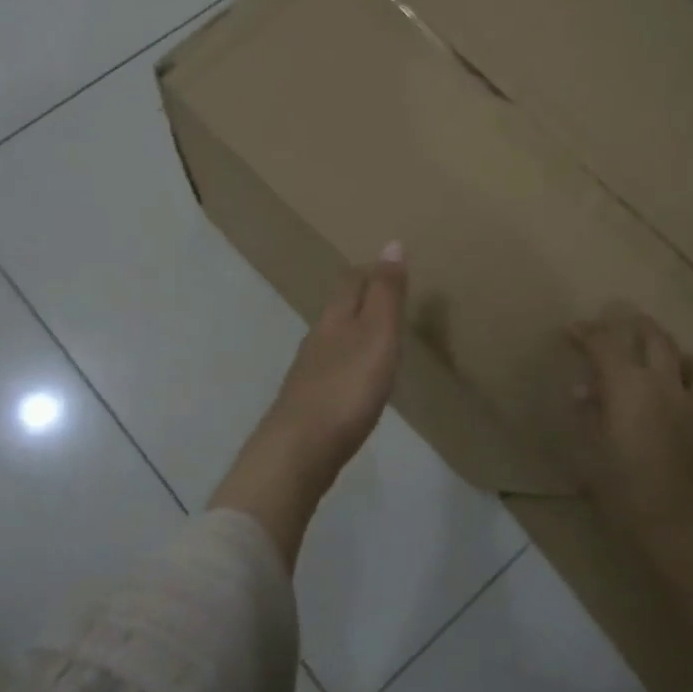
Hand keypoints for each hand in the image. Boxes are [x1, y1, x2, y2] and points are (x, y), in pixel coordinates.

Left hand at [255, 243, 407, 489]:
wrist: (300, 448)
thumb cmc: (347, 386)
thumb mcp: (377, 334)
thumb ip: (386, 293)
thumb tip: (391, 243)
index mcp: (335, 317)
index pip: (352, 281)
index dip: (372, 271)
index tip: (392, 269)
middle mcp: (317, 337)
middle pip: (340, 308)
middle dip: (362, 299)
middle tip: (390, 300)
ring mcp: (309, 371)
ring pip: (334, 339)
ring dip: (355, 332)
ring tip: (379, 338)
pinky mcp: (309, 401)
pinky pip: (333, 369)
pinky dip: (349, 364)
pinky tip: (358, 380)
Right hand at [566, 306, 692, 537]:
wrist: (686, 536)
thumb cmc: (626, 496)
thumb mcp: (591, 455)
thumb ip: (589, 417)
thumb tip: (584, 393)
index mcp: (628, 387)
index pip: (605, 343)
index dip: (586, 332)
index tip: (571, 331)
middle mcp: (665, 385)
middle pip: (652, 337)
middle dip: (631, 325)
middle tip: (614, 324)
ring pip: (686, 360)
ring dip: (666, 348)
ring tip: (655, 351)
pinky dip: (690, 382)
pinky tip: (684, 396)